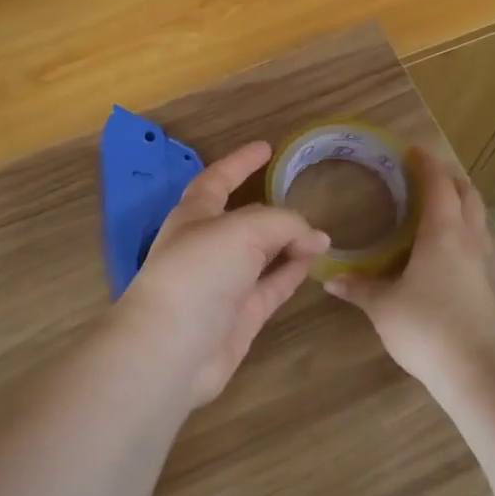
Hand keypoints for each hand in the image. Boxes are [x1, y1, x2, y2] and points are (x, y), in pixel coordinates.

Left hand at [115, 141, 329, 405]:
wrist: (172, 348)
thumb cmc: (198, 272)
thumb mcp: (242, 230)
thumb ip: (283, 224)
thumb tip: (316, 238)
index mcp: (194, 215)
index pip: (218, 179)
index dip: (240, 162)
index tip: (266, 147)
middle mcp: (208, 245)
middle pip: (244, 219)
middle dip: (271, 208)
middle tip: (306, 195)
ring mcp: (224, 283)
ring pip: (262, 254)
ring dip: (289, 242)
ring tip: (322, 233)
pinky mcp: (240, 315)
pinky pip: (272, 286)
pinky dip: (293, 272)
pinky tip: (315, 262)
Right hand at [326, 149, 494, 390]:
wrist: (479, 371)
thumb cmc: (428, 326)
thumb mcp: (383, 306)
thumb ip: (359, 287)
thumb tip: (331, 277)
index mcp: (443, 232)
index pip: (438, 184)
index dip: (426, 163)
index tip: (412, 149)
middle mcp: (467, 240)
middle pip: (467, 195)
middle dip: (449, 178)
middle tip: (424, 175)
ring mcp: (481, 264)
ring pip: (476, 219)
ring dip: (460, 204)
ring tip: (434, 206)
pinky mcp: (485, 286)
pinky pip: (475, 243)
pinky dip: (461, 231)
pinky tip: (442, 249)